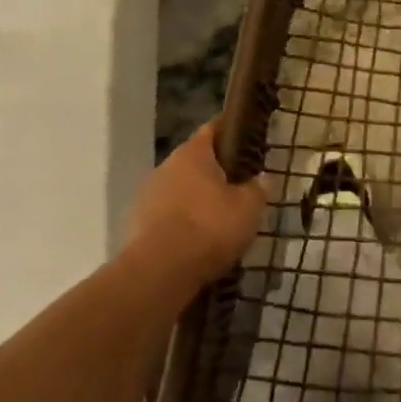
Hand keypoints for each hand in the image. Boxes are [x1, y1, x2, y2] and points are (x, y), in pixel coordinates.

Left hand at [125, 120, 267, 293]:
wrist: (158, 273)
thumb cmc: (209, 227)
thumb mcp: (248, 208)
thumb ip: (258, 188)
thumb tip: (263, 178)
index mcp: (193, 152)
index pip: (213, 128)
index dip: (231, 131)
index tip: (247, 140)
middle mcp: (167, 166)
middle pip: (195, 161)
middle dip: (215, 171)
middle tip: (239, 185)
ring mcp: (148, 195)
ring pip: (180, 189)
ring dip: (197, 198)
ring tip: (220, 217)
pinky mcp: (137, 225)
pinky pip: (168, 215)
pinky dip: (182, 222)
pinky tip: (198, 240)